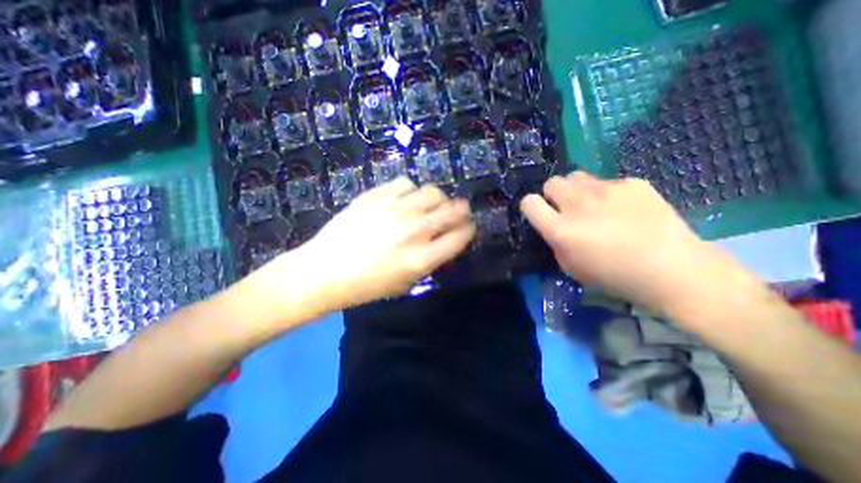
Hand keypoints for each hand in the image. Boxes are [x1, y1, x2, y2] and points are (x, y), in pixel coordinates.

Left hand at [292, 178, 473, 309]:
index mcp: (422, 258)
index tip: (468, 227)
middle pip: (453, 210)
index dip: (469, 229)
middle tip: (458, 210)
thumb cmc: (367, 285)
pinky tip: (404, 199)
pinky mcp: (376, 196)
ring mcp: (395, 210)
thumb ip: (430, 261)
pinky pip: (405, 183)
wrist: (325, 270)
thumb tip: (445, 240)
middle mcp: (414, 231)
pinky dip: (411, 190)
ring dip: (437, 198)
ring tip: (429, 204)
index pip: (460, 236)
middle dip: (462, 209)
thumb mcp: (405, 283)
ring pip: (432, 191)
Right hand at [517, 171, 739, 314]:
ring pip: (577, 177)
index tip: (539, 213)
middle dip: (554, 195)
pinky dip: (609, 194)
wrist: (672, 270)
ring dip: (577, 190)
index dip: (531, 206)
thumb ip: (555, 241)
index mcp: (560, 229)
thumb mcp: (571, 266)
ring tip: (594, 205)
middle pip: (552, 182)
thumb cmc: (614, 276)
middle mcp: (578, 204)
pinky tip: (626, 210)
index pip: (529, 203)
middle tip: (567, 208)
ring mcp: (606, 190)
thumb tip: (553, 226)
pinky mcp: (632, 183)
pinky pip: (609, 182)